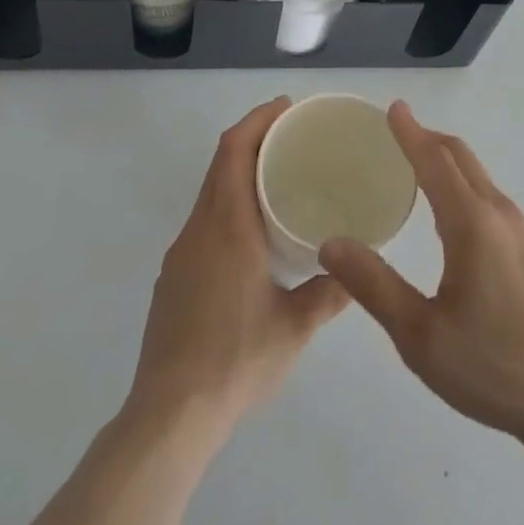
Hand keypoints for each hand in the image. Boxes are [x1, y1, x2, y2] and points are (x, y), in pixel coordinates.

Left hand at [128, 98, 348, 433]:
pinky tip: (250, 235)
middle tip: (290, 136)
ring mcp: (181, 253)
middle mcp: (199, 229)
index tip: (285, 107)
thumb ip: (328, 293)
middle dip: (252, 139)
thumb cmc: (236, 360)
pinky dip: (226, 205)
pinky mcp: (172, 278)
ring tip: (276, 179)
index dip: (257, 120)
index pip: (234, 151)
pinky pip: (202, 222)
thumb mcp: (294, 327)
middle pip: (220, 164)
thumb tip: (354, 270)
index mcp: (228, 227)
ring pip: (209, 193)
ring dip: (238, 172)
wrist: (169, 416)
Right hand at [320, 103, 523, 444]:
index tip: (393, 108)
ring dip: (446, 161)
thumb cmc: (493, 365)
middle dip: (428, 138)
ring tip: (415, 168)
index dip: (410, 132)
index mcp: (471, 222)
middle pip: (461, 158)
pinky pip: (489, 197)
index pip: (435, 161)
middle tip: (395, 133)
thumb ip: (375, 286)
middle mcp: (499, 213)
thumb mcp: (421, 336)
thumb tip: (332, 243)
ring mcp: (520, 231)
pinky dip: (462, 184)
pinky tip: (449, 215)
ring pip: (478, 176)